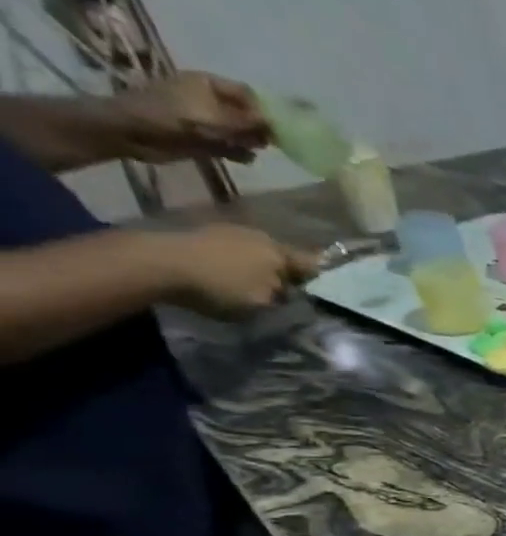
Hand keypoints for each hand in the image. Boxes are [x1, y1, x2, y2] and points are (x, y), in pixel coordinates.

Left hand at [113, 72, 269, 163]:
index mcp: (209, 84)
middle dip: (259, 128)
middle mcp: (210, 99)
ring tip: (250, 149)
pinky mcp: (204, 138)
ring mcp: (207, 119)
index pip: (248, 94)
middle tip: (266, 142)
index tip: (275, 128)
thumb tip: (276, 124)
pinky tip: (243, 158)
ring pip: (242, 131)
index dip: (264, 110)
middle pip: (247, 113)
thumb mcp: (215, 116)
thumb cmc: (172, 116)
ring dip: (250, 141)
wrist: (132, 131)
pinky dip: (240, 153)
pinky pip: (232, 146)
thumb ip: (249, 121)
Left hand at [157, 224, 317, 318]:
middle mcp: (261, 236)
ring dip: (258, 266)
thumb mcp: (262, 304)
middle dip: (285, 272)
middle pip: (283, 257)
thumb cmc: (220, 286)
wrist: (156, 262)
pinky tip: (225, 273)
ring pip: (256, 252)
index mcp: (282, 253)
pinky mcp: (202, 232)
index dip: (319, 281)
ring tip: (252, 283)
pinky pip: (230, 250)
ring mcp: (229, 230)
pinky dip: (233, 261)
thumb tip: (290, 297)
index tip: (318, 295)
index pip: (313, 266)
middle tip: (283, 291)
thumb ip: (283, 300)